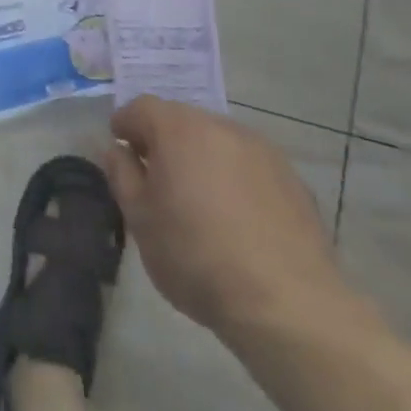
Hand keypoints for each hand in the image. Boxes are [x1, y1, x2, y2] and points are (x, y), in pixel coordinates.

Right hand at [103, 97, 356, 346]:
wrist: (286, 303)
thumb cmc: (195, 256)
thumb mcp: (139, 218)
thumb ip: (122, 174)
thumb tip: (117, 150)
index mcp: (180, 130)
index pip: (142, 108)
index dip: (125, 124)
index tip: (118, 149)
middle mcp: (222, 127)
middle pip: (182, 120)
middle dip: (163, 141)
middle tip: (154, 177)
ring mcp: (264, 151)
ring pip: (218, 142)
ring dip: (200, 158)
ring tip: (196, 199)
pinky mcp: (293, 180)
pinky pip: (249, 166)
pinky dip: (234, 178)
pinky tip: (234, 218)